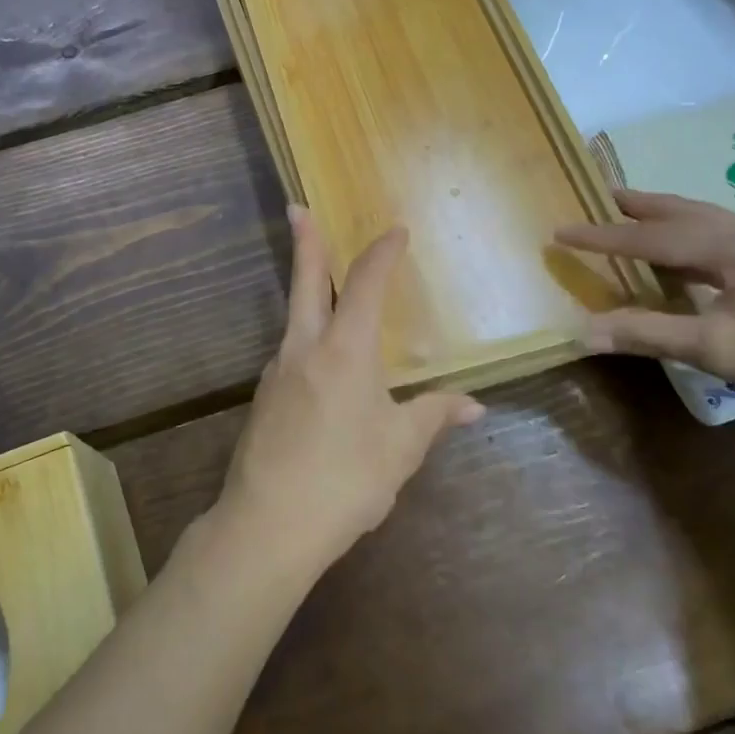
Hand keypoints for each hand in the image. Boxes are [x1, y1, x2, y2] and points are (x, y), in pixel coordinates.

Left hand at [216, 206, 484, 577]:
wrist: (268, 525)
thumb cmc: (346, 480)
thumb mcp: (401, 449)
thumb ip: (434, 416)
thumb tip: (471, 404)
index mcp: (344, 351)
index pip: (366, 285)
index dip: (382, 254)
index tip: (395, 232)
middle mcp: (304, 349)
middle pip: (306, 283)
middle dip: (306, 243)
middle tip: (296, 208)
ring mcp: (276, 372)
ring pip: (294, 318)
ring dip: (306, 291)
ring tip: (323, 285)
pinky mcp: (263, 399)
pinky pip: (291, 354)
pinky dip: (307, 339)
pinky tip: (320, 365)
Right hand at [556, 189, 734, 429]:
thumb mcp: (717, 350)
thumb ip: (647, 333)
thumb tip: (581, 332)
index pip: (652, 236)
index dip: (602, 236)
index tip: (560, 232)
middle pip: (683, 212)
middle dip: (639, 206)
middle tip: (601, 195)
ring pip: (707, 221)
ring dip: (667, 218)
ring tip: (634, 212)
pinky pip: (725, 236)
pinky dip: (692, 236)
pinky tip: (686, 253)